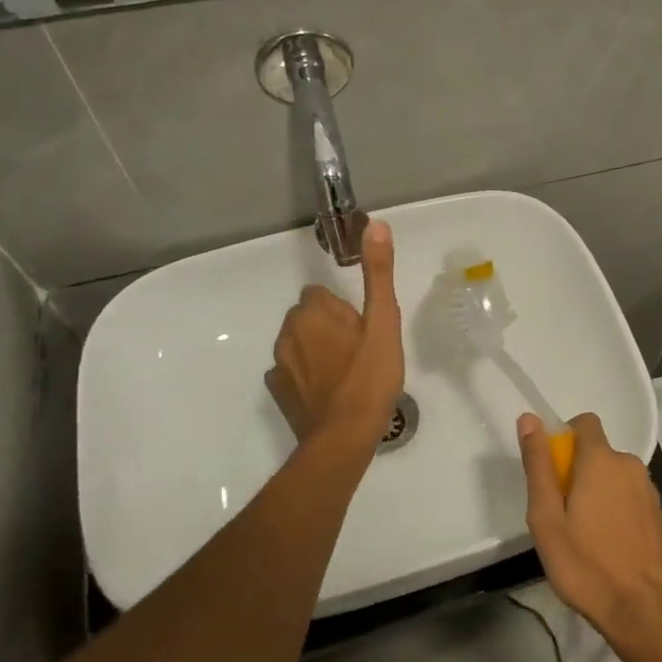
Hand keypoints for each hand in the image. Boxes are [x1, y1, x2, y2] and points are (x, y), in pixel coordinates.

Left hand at [267, 220, 403, 446]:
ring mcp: (279, 364)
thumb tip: (374, 224)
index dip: (344, 310)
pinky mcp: (277, 391)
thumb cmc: (369, 377)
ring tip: (347, 374)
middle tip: (360, 352)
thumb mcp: (384, 322)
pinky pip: (291, 372)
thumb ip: (378, 273)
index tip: (363, 330)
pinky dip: (306, 376)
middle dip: (329, 327)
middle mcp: (288, 332)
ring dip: (317, 350)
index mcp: (313, 311)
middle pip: (309, 317)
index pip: (321, 294)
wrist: (344, 437)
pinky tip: (328, 392)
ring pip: (299, 343)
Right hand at [519, 412, 661, 646]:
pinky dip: (615, 509)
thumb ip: (538, 465)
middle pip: (597, 453)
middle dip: (576, 473)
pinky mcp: (658, 514)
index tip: (551, 472)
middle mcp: (629, 465)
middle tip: (561, 515)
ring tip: (583, 536)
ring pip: (613, 476)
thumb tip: (529, 419)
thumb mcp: (547, 517)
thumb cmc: (586, 563)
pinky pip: (628, 496)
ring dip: (597, 492)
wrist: (645, 609)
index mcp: (602, 459)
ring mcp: (648, 490)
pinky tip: (607, 546)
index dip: (564, 437)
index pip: (584, 422)